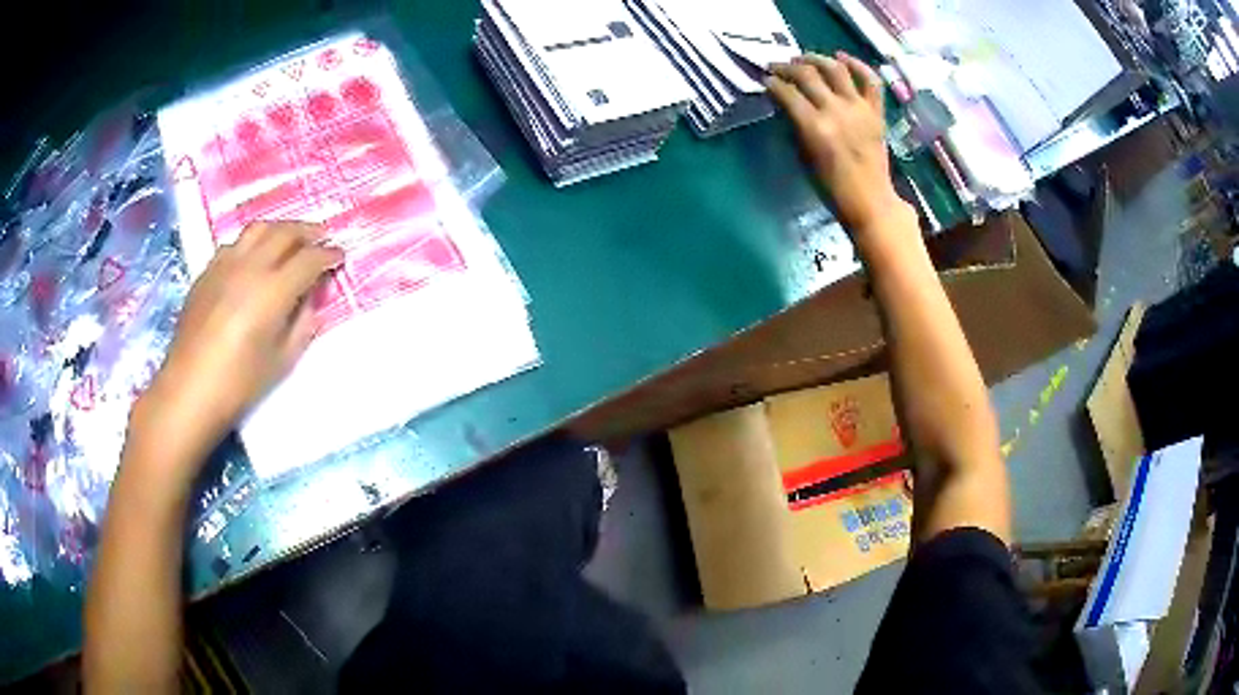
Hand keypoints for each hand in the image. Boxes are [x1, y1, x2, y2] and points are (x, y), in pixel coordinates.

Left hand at [129, 221, 342, 481]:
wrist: (189, 390)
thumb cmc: (239, 384)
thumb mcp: (282, 361)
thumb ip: (303, 324)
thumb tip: (311, 299)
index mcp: (273, 291)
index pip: (309, 259)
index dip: (328, 255)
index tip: (339, 257)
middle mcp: (250, 267)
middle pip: (285, 232)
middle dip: (308, 231)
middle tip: (321, 237)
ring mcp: (225, 265)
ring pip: (258, 229)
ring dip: (280, 229)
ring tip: (289, 239)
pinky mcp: (207, 272)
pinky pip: (235, 244)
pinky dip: (252, 243)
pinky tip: (253, 258)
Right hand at [767, 52, 910, 234]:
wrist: (870, 201)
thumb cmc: (831, 186)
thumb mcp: (803, 157)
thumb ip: (794, 126)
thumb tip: (785, 103)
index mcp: (814, 127)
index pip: (786, 92)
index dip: (772, 83)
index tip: (765, 81)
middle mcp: (836, 111)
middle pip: (807, 74)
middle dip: (787, 67)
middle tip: (777, 67)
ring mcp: (859, 109)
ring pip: (835, 69)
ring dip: (815, 58)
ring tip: (804, 59)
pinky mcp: (876, 112)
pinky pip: (870, 80)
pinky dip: (857, 64)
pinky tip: (841, 58)